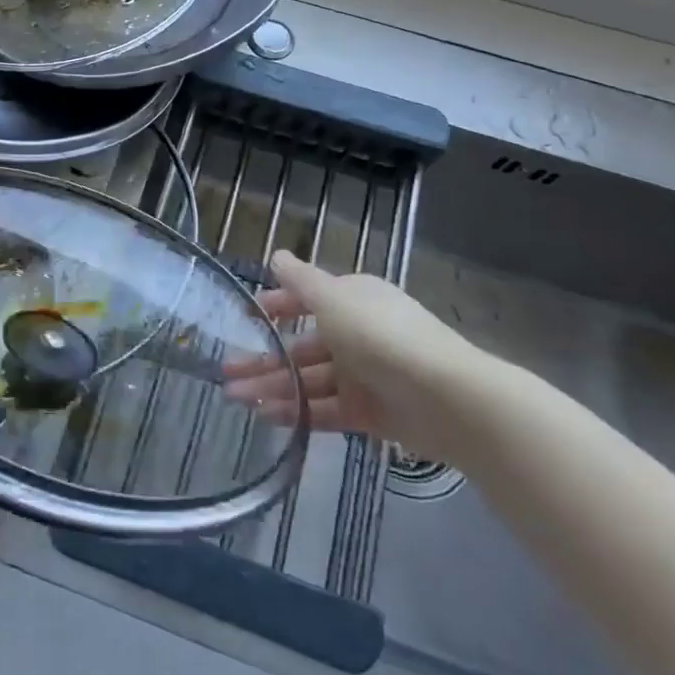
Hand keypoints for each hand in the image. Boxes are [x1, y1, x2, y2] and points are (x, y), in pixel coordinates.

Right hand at [223, 249, 498, 462]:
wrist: (447, 398)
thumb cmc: (382, 335)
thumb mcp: (334, 299)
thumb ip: (301, 281)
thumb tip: (277, 256)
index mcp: (353, 301)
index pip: (307, 300)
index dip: (276, 307)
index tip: (246, 318)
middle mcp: (357, 334)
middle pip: (302, 346)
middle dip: (264, 357)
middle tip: (227, 372)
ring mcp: (364, 376)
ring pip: (309, 381)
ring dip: (273, 387)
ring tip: (236, 398)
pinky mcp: (371, 414)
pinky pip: (326, 410)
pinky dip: (299, 412)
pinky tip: (268, 418)